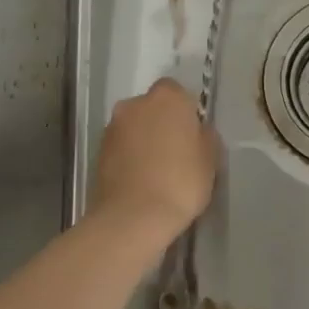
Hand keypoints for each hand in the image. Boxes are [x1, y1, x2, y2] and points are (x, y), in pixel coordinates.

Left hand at [91, 78, 217, 243]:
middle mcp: (135, 104)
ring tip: (158, 170)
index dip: (185, 110)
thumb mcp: (210, 159)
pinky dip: (130, 157)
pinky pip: (121, 147)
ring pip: (134, 127)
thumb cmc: (181, 182)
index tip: (192, 133)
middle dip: (162, 123)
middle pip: (152, 107)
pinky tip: (142, 180)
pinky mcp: (98, 152)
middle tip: (177, 151)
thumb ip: (205, 136)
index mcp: (166, 98)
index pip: (176, 90)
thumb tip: (198, 131)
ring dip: (144, 140)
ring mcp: (112, 127)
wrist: (134, 217)